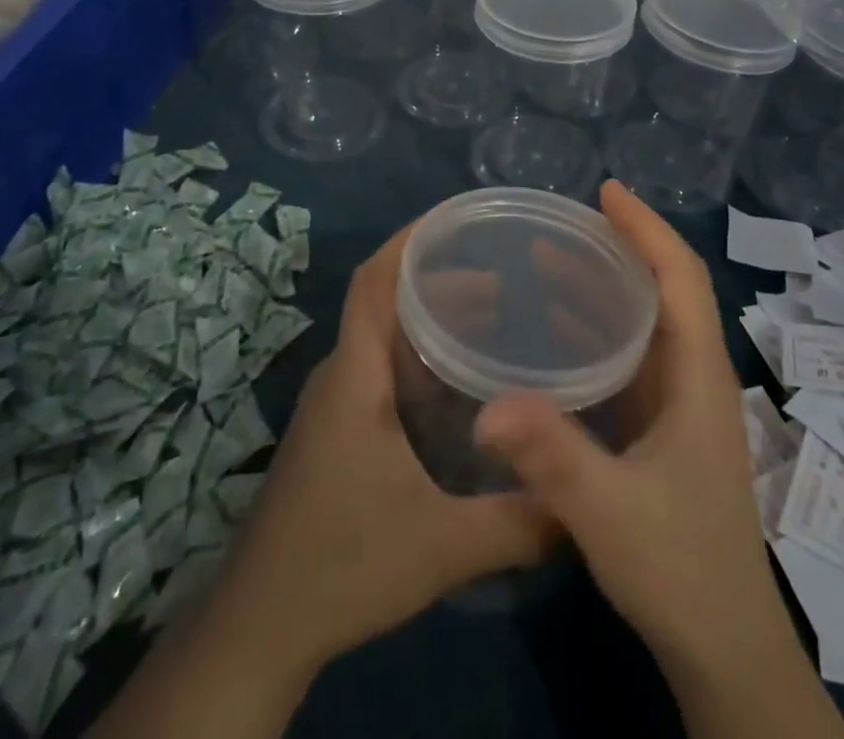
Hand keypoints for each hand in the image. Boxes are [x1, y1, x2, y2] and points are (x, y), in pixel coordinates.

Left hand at [214, 220, 556, 670]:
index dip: (411, 239)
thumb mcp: (441, 546)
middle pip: (386, 300)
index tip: (461, 218)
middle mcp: (342, 374)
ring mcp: (335, 402)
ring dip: (433, 317)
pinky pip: (382, 365)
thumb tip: (582, 503)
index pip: (375, 280)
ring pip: (385, 335)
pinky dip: (422, 354)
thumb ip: (517, 522)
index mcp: (355, 375)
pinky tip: (462, 383)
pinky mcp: (338, 429)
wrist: (261, 626)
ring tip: (496, 317)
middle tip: (507, 276)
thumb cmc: (343, 564)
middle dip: (442, 278)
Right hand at [474, 182, 843, 738]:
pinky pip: (631, 358)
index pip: (681, 278)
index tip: (606, 192)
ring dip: (604, 286)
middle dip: (619, 247)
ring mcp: (681, 406)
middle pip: (665, 289)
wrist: (724, 652)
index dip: (648, 228)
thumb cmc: (681, 569)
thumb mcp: (611, 512)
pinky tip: (556, 334)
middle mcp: (695, 378)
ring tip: (548, 260)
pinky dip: (597, 330)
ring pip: (646, 322)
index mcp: (699, 377)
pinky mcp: (664, 431)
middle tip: (560, 221)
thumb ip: (552, 457)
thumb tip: (487, 407)